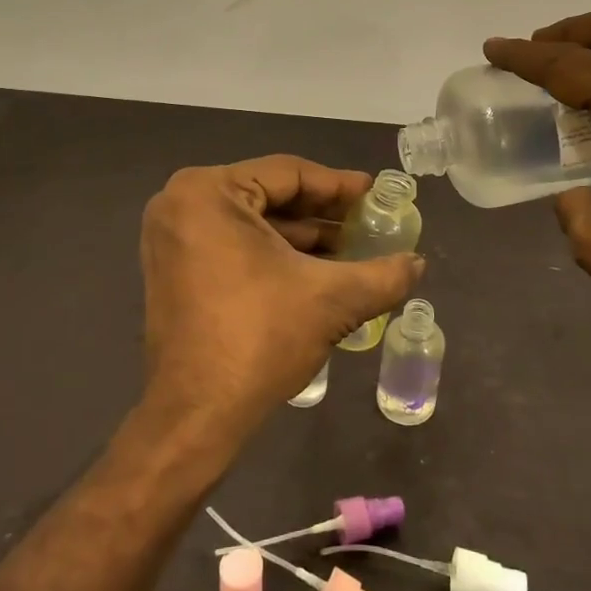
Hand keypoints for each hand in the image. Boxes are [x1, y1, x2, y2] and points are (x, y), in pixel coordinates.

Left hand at [138, 156, 424, 444]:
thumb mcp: (331, 300)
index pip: (288, 174)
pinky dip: (274, 253)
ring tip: (351, 248)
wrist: (196, 416)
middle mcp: (181, 204)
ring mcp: (172, 238)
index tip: (375, 194)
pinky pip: (233, 243)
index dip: (339, 185)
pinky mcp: (174, 268)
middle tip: (368, 221)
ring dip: (302, 236)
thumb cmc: (259, 339)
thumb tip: (418, 263)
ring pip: (253, 222)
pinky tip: (316, 269)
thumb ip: (383, 275)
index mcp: (207, 193)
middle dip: (321, 213)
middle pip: (269, 195)